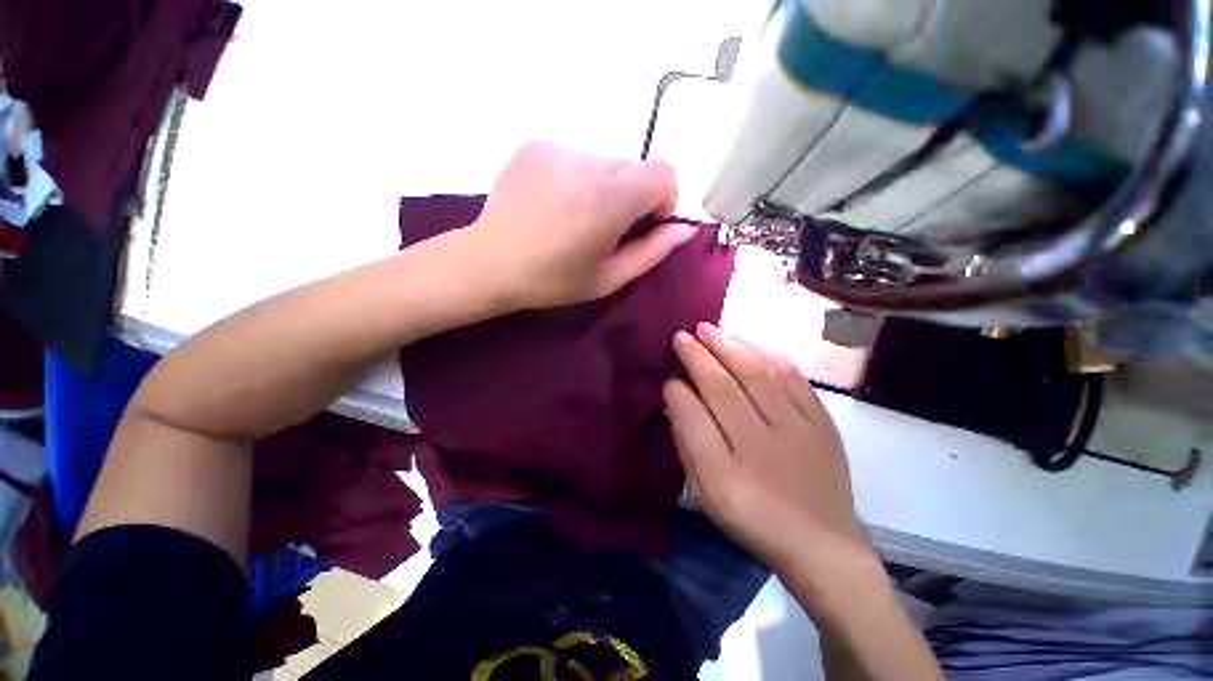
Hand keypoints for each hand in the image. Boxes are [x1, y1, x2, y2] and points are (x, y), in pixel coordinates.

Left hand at [467, 142, 695, 309]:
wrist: (489, 263)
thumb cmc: (552, 281)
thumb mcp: (608, 278)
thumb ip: (652, 252)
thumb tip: (686, 229)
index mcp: (609, 201)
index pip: (665, 171)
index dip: (662, 198)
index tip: (642, 224)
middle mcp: (587, 163)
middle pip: (634, 167)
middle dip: (630, 196)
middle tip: (603, 228)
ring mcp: (558, 149)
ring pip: (604, 161)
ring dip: (602, 187)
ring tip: (574, 217)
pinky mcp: (536, 144)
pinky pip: (575, 156)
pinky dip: (576, 178)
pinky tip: (553, 203)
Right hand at [664, 323, 871, 572]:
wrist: (821, 544)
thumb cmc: (753, 519)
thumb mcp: (708, 494)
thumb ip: (689, 444)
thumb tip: (676, 397)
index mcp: (727, 476)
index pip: (694, 418)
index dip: (678, 392)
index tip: (668, 375)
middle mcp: (762, 447)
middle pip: (725, 388)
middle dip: (699, 357)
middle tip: (682, 335)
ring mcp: (798, 431)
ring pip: (758, 375)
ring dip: (730, 347)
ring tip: (709, 329)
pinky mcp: (823, 423)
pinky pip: (794, 379)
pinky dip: (768, 355)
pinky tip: (749, 342)